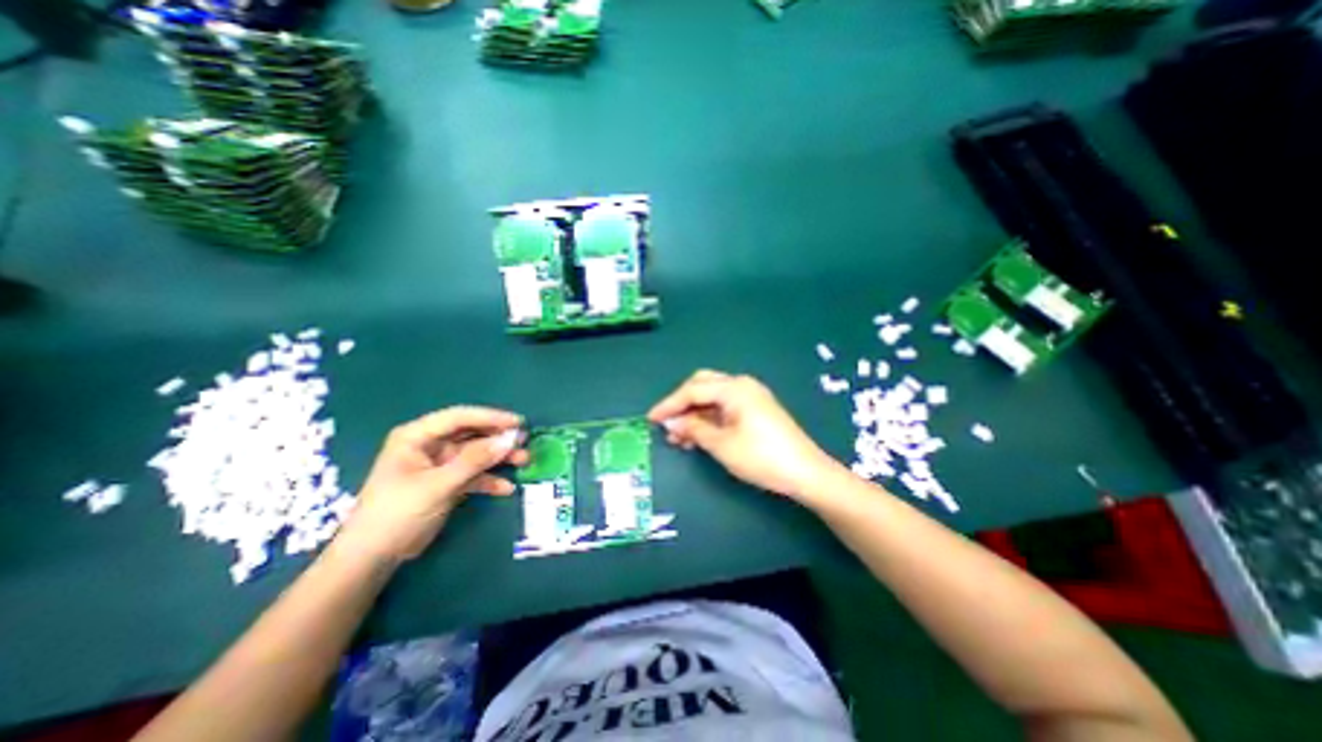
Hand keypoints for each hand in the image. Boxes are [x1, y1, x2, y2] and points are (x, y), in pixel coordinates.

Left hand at [337, 406, 526, 562]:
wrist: (374, 557)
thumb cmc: (397, 513)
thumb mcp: (437, 485)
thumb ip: (474, 461)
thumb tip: (508, 441)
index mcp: (417, 436)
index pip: (459, 417)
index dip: (490, 417)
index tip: (517, 422)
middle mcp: (430, 445)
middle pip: (471, 434)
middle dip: (498, 438)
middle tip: (524, 441)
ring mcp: (440, 464)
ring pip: (476, 454)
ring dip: (499, 458)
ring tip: (524, 460)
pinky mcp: (448, 482)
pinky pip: (474, 475)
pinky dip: (489, 480)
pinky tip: (506, 488)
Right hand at [648, 370, 839, 503]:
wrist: (806, 473)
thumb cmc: (761, 457)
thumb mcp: (721, 445)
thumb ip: (693, 429)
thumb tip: (672, 422)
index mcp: (733, 388)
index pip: (692, 390)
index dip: (669, 404)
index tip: (651, 418)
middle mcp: (742, 385)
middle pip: (702, 386)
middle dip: (682, 404)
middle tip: (667, 425)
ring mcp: (751, 396)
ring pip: (713, 397)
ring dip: (695, 413)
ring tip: (680, 437)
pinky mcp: (756, 409)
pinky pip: (725, 406)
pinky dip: (709, 418)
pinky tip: (699, 435)